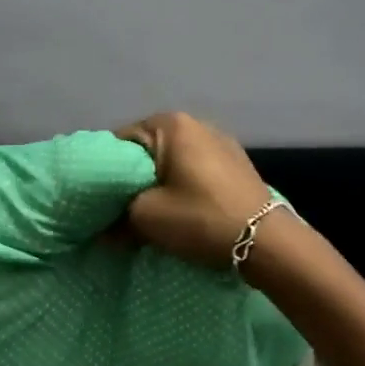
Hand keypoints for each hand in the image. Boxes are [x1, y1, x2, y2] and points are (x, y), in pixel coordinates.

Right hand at [113, 111, 277, 266]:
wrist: (266, 242)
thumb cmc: (199, 218)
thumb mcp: (146, 218)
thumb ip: (115, 218)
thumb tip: (103, 231)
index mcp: (170, 124)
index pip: (119, 141)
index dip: (104, 171)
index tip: (98, 198)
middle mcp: (196, 123)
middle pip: (147, 151)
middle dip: (131, 179)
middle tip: (118, 209)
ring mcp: (220, 142)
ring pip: (171, 162)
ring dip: (158, 184)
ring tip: (149, 213)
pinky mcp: (235, 164)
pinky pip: (194, 171)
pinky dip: (181, 186)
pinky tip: (179, 210)